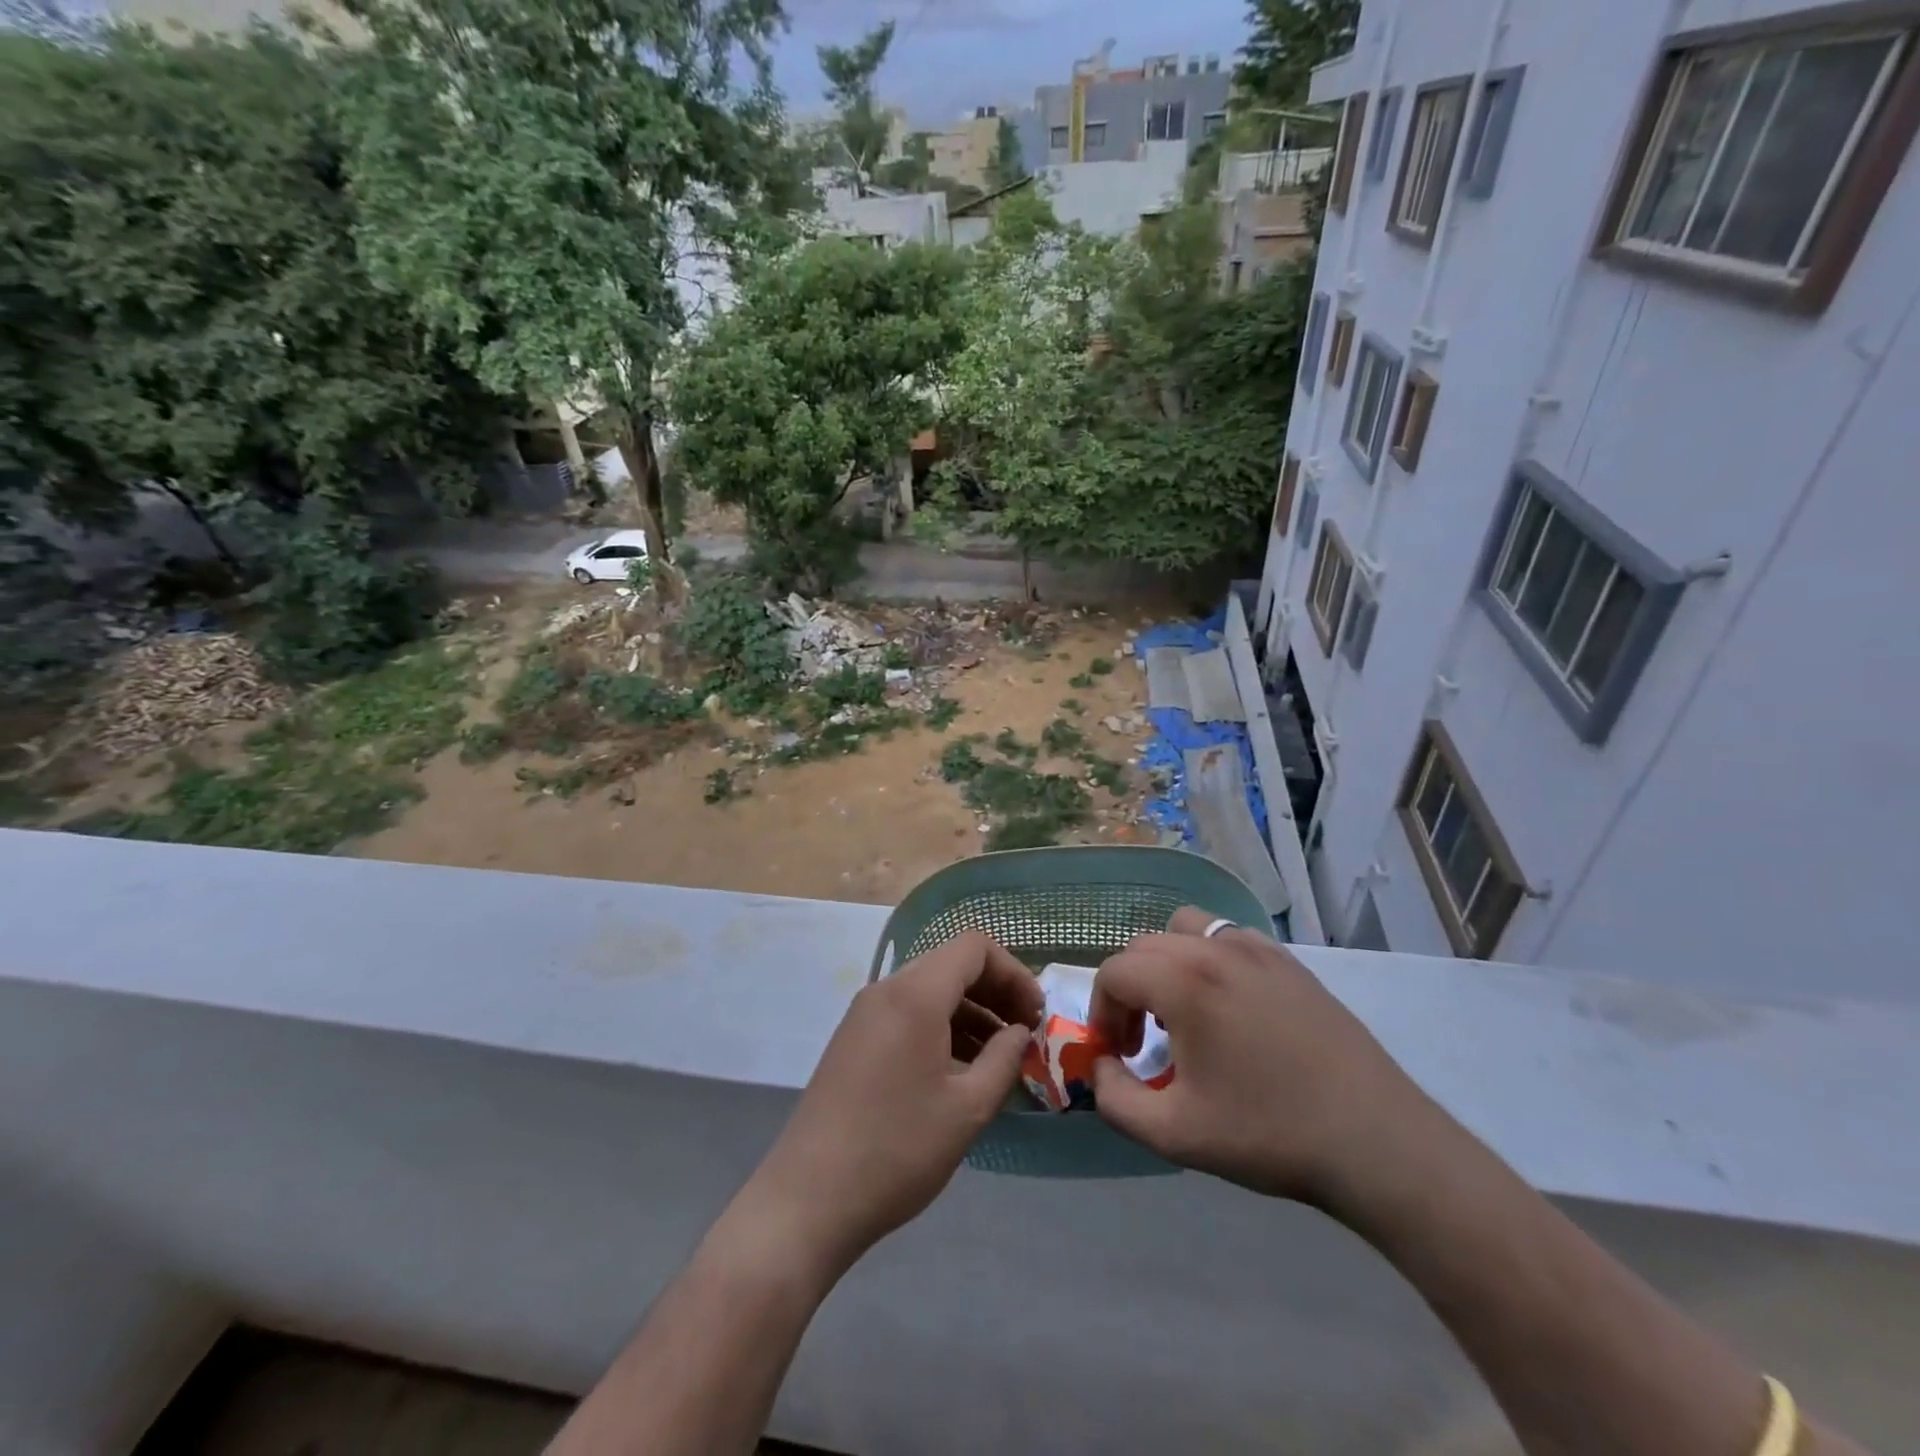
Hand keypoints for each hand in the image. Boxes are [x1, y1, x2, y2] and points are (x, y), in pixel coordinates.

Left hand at [739, 931, 1043, 1275]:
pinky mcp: (853, 1040)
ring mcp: (864, 1014)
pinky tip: (958, 1070)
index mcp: (915, 994)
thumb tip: (1019, 1032)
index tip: (1035, 1015)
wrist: (808, 1200)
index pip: (974, 948)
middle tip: (1023, 1034)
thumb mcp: (967, 1108)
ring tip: (997, 1058)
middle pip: (951, 964)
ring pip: (929, 990)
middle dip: (995, 991)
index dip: (1013, 972)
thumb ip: (1003, 1059)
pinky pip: (907, 1013)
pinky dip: (941, 1027)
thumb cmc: (897, 1150)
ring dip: (970, 1012)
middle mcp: (886, 990)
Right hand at [1089, 907, 1434, 1207]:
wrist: (1375, 1141)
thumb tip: (1101, 1067)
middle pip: (1144, 946)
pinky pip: (1229, 938)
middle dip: (1129, 988)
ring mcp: (1257, 950)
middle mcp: (1214, 949)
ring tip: (1183, 1011)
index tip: (1118, 1054)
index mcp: (1182, 982)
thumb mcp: (1174, 1134)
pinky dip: (1210, 958)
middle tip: (1142, 1040)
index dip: (1102, 1012)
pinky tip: (1231, 1007)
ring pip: (1186, 929)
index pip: (1114, 972)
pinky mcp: (1289, 962)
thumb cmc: (1268, 1134)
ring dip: (1167, 963)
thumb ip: (1114, 1099)